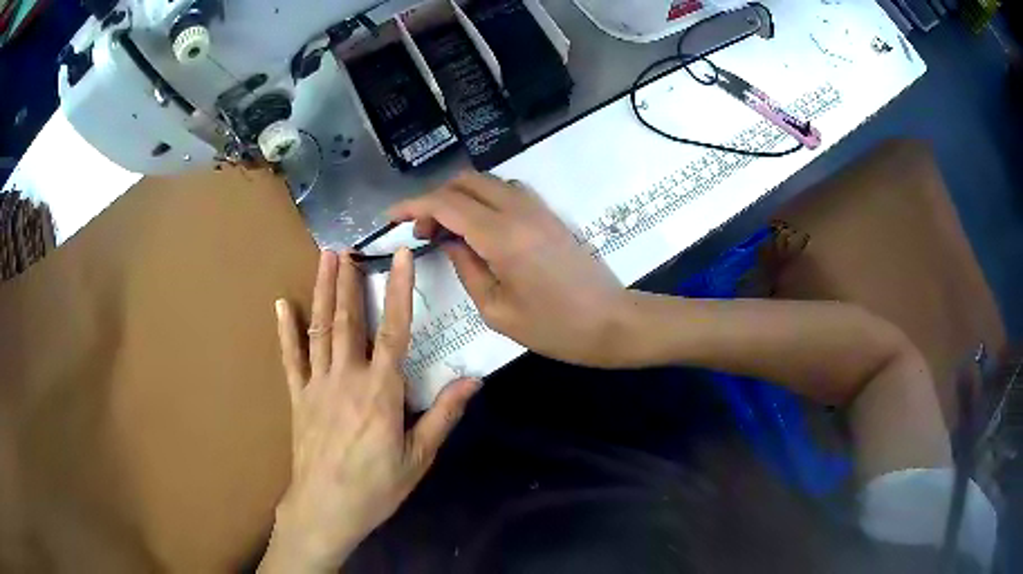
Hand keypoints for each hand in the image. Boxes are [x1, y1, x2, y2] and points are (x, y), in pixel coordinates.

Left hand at [259, 250, 479, 572]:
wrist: (326, 509)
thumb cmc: (377, 486)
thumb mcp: (418, 457)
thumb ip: (443, 415)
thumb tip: (472, 380)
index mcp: (381, 391)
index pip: (393, 330)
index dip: (398, 290)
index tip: (399, 257)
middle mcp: (346, 378)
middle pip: (348, 320)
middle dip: (348, 281)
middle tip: (346, 247)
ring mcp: (317, 385)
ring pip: (320, 330)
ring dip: (321, 292)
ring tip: (324, 259)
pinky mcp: (298, 397)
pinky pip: (290, 359)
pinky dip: (286, 331)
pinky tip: (281, 306)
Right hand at [389, 172, 628, 366]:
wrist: (611, 322)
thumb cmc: (554, 327)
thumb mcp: (497, 309)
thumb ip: (467, 268)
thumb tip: (449, 242)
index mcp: (500, 235)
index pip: (446, 203)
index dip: (412, 205)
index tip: (391, 217)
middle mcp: (518, 210)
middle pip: (464, 181)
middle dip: (434, 199)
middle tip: (421, 231)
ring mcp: (537, 208)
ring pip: (486, 181)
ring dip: (459, 196)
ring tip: (446, 229)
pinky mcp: (549, 213)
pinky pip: (506, 191)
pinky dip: (483, 199)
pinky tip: (479, 228)